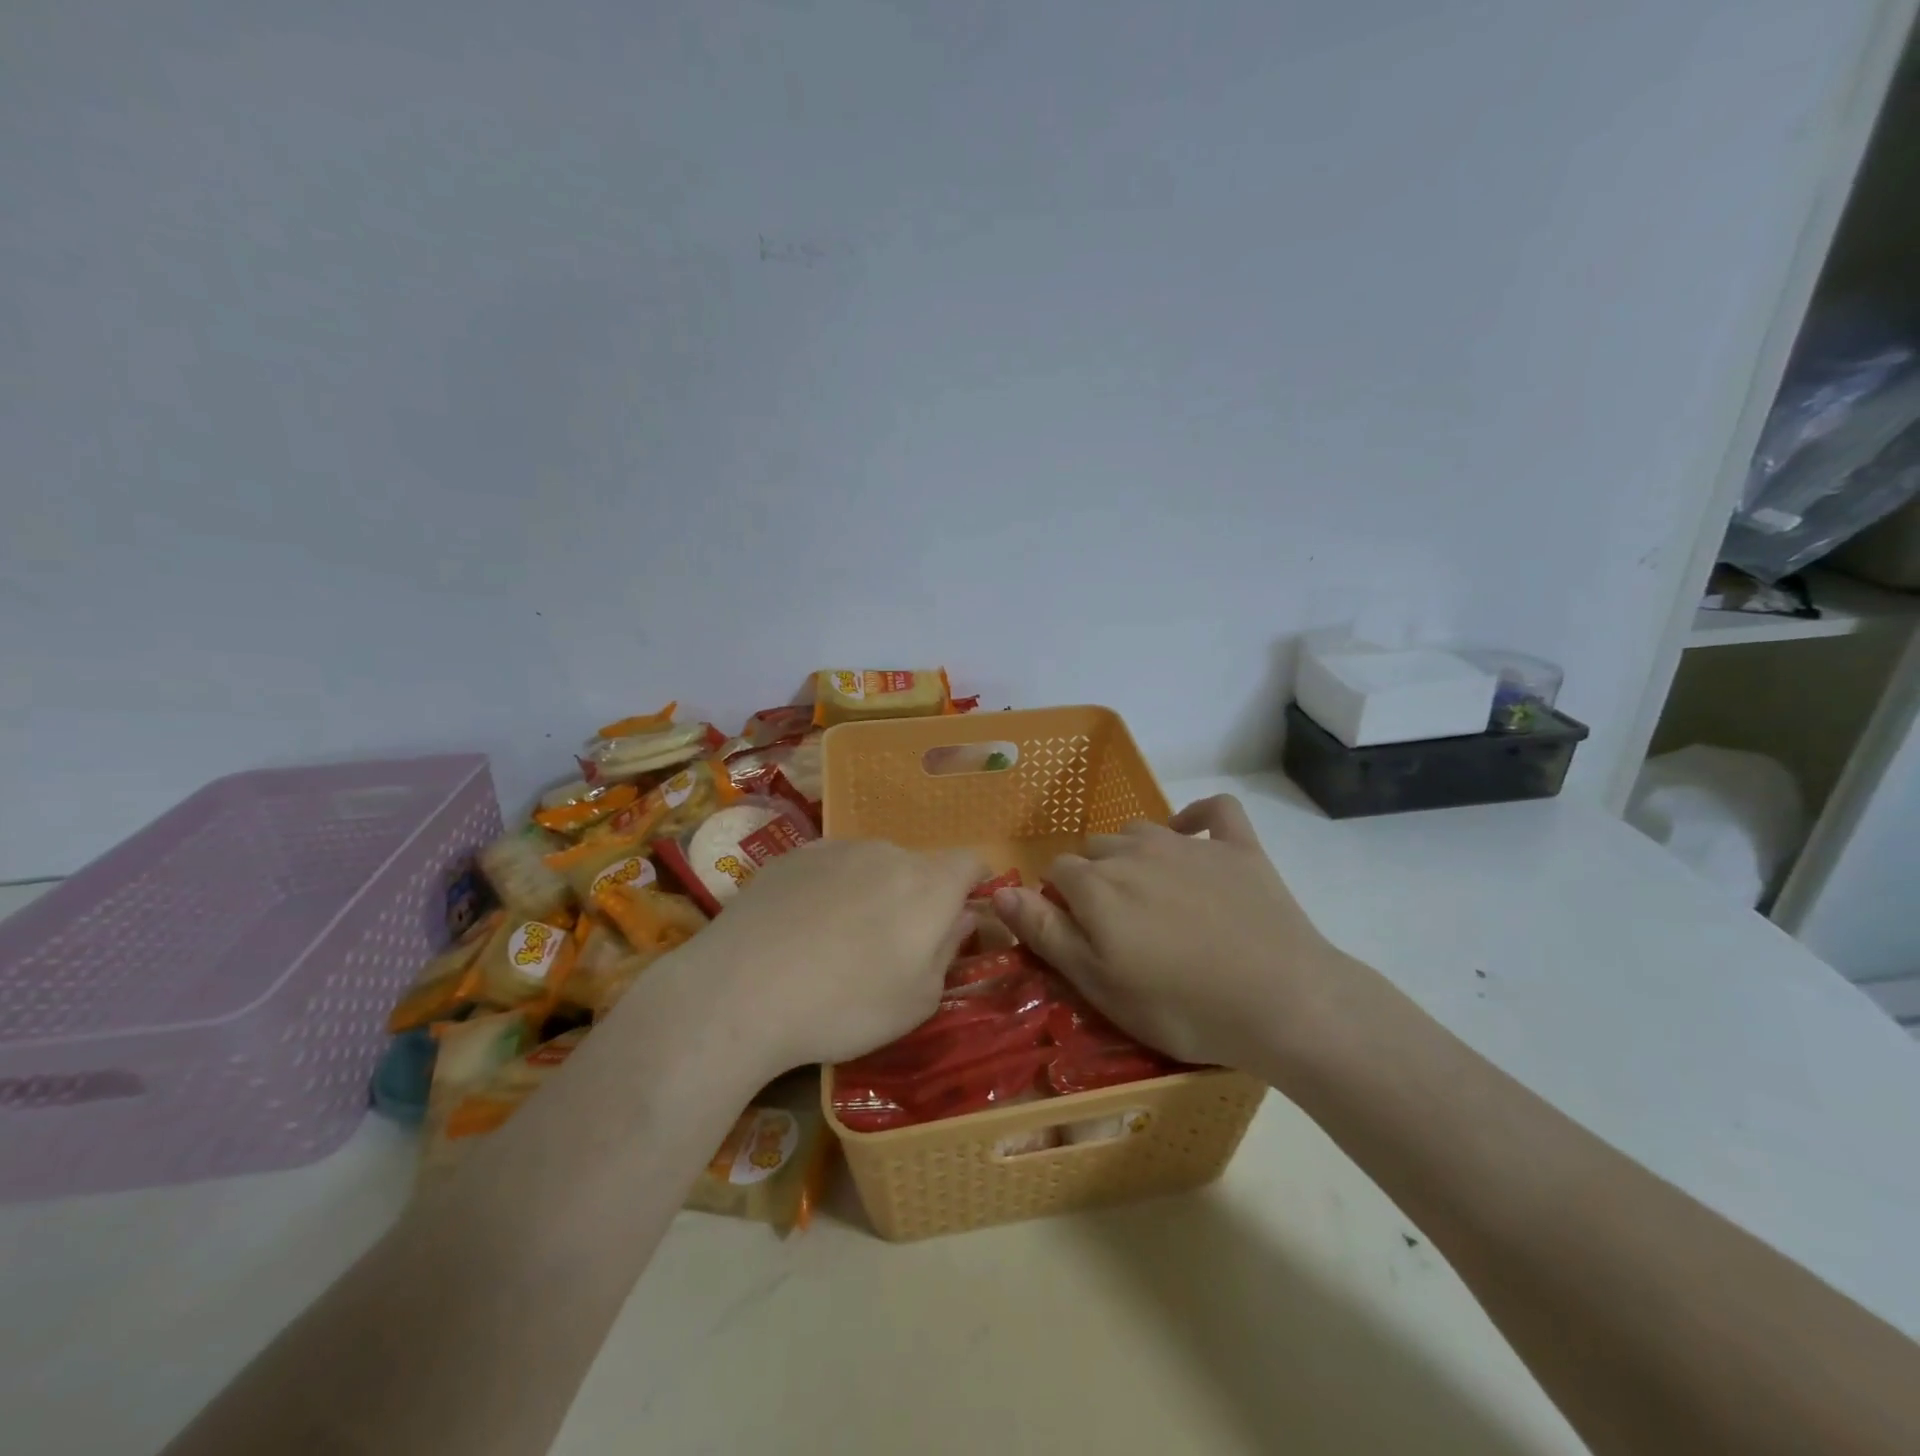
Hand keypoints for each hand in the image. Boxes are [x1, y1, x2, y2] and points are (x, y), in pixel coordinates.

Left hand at [656, 840, 984, 1080]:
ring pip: (872, 865)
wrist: (740, 990)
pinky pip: (830, 867)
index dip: (973, 887)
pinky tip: (801, 929)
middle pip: (918, 867)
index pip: (970, 863)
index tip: (958, 918)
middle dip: (917, 898)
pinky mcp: (792, 855)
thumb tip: (960, 919)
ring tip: (838, 942)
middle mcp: (887, 852)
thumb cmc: (844, 1005)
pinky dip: (830, 890)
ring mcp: (836, 848)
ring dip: (872, 892)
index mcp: (928, 884)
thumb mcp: (916, 1001)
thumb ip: (948, 952)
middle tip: (892, 948)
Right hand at [993, 795, 1341, 1070]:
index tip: (1080, 934)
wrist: (1281, 1002)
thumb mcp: (1099, 984)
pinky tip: (1195, 836)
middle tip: (1120, 925)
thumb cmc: (1180, 1006)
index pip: (1057, 872)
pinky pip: (1214, 810)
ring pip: (1141, 830)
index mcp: (1097, 884)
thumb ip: (1046, 932)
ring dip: (1135, 853)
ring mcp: (1189, 844)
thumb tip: (1000, 891)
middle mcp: (1135, 850)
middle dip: (1096, 877)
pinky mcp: (1238, 847)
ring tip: (1152, 896)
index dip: (1062, 901)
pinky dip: (1198, 818)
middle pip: (1097, 848)